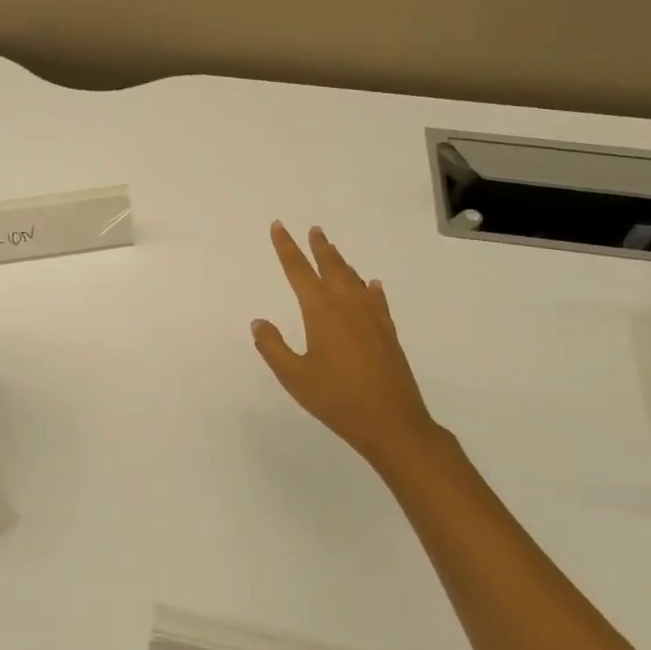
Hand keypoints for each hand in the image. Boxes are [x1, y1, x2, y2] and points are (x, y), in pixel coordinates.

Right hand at [251, 222, 447, 463]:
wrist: (392, 422)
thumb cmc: (336, 399)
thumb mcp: (293, 376)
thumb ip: (273, 347)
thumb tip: (259, 322)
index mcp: (321, 312)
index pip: (298, 271)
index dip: (286, 248)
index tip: (278, 227)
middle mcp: (347, 306)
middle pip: (331, 267)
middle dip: (319, 247)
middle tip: (313, 229)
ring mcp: (371, 318)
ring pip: (354, 280)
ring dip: (342, 263)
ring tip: (333, 251)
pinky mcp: (387, 333)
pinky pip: (377, 300)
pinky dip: (371, 288)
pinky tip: (372, 285)